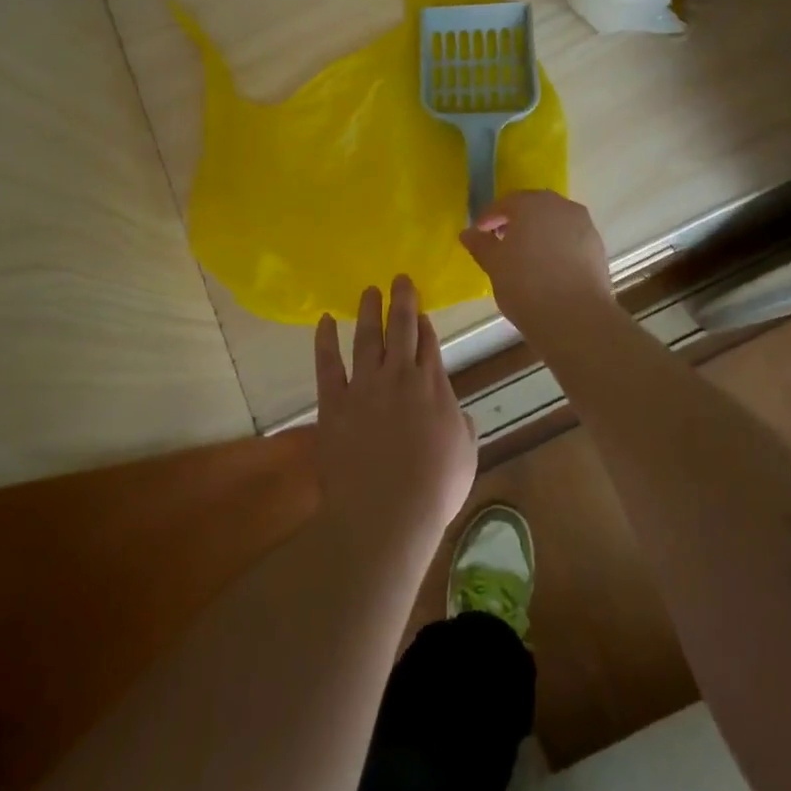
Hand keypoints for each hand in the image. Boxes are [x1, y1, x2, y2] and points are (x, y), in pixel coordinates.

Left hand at [314, 276, 476, 559]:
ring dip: (369, 310)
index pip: (430, 343)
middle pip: (402, 327)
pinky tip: (325, 321)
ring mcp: (365, 385)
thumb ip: (462, 426)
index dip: (425, 324)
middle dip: (402, 300)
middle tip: (399, 278)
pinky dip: (325, 339)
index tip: (422, 310)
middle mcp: (400, 375)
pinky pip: (328, 363)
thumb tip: (456, 413)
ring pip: (367, 336)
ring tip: (370, 290)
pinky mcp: (334, 401)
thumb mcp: (465, 455)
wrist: (386, 512)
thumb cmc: (433, 490)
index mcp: (434, 386)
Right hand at [459, 190, 615, 335]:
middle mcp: (561, 206)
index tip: (478, 233)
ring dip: (538, 232)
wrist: (576, 318)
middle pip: (533, 207)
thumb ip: (480, 245)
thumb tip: (468, 233)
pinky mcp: (597, 247)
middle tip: (500, 240)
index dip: (489, 217)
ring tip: (524, 255)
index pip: (505, 203)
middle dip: (515, 220)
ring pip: (554, 221)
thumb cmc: (526, 285)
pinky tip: (547, 266)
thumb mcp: (494, 265)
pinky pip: (570, 238)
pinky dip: (556, 245)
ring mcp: (583, 225)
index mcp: (532, 204)